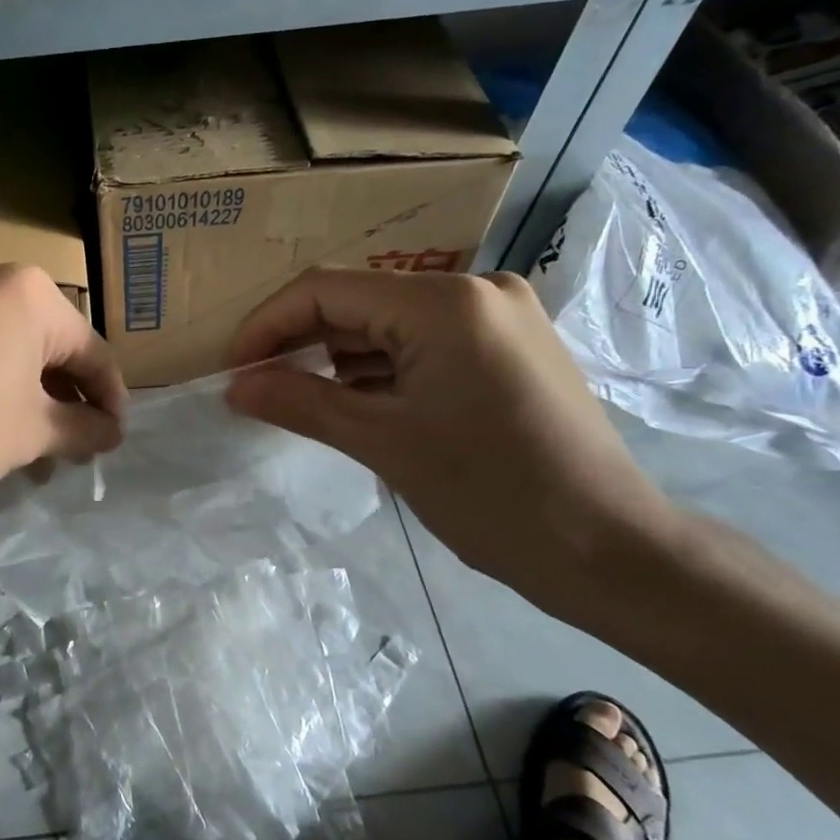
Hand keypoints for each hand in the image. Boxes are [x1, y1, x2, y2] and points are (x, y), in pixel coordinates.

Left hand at [0, 246, 124, 571]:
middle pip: (33, 336)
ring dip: (8, 382)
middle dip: (54, 391)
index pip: (86, 347)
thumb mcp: (27, 436)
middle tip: (62, 442)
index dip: (107, 397)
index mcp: (21, 288)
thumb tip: (111, 431)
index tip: (113, 434)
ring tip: (12, 438)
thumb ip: (82, 427)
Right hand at [225, 269, 681, 622]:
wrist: (607, 549)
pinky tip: (360, 405)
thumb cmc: (491, 493)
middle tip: (259, 389)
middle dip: (302, 343)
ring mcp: (499, 317)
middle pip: (359, 302)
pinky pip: (423, 343)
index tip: (232, 370)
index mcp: (444, 302)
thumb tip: (235, 387)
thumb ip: (300, 403)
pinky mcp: (509, 347)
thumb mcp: (383, 443)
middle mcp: (475, 290)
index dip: (268, 325)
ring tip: (305, 403)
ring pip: (390, 324)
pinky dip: (382, 370)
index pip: (327, 289)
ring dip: (341, 359)